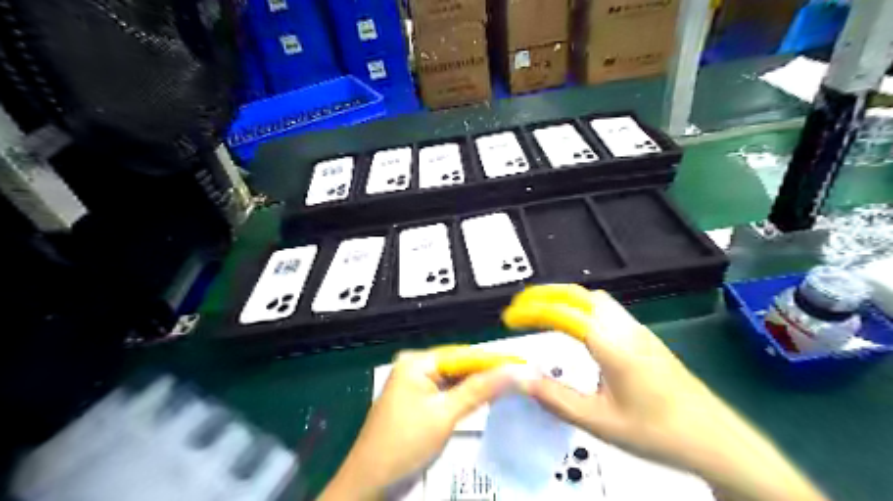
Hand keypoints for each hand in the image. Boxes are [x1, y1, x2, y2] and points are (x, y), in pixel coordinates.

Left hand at [320, 348, 523, 499]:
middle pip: (460, 365)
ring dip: (479, 386)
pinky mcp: (419, 401)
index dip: (494, 360)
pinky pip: (448, 392)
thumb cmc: (404, 444)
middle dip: (488, 373)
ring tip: (512, 387)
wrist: (371, 481)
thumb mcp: (444, 415)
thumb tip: (514, 371)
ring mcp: (417, 384)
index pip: (464, 355)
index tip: (524, 365)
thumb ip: (479, 390)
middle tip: (521, 377)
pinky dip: (466, 397)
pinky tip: (488, 399)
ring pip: (456, 380)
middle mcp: (416, 367)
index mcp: (416, 362)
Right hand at [500, 285, 826, 500]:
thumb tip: (522, 379)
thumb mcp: (601, 422)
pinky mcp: (644, 339)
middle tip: (522, 306)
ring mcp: (637, 331)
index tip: (509, 317)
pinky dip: (581, 308)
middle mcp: (624, 329)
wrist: (716, 439)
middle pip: (580, 295)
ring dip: (565, 298)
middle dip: (546, 294)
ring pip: (595, 300)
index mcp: (611, 345)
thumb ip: (557, 399)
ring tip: (542, 312)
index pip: (564, 313)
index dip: (532, 310)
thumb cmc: (659, 432)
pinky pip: (606, 311)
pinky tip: (575, 328)